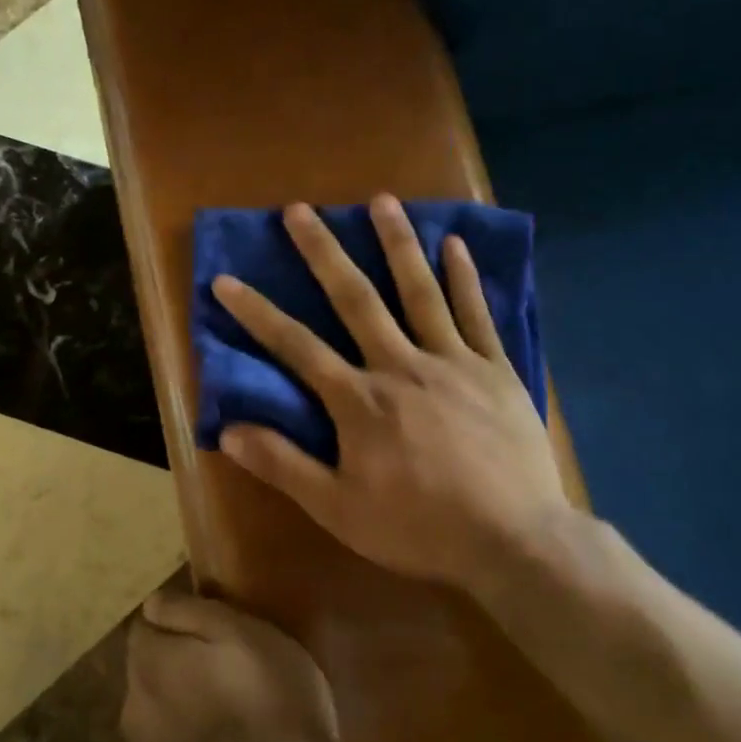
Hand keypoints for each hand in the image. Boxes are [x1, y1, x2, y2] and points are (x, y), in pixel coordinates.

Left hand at [122, 590, 337, 741]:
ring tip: (227, 715)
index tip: (211, 632)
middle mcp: (133, 705)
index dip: (176, 625)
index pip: (145, 627)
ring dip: (180, 708)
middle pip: (147, 671)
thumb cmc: (268, 698)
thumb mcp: (242, 631)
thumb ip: (190, 611)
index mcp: (148, 660)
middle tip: (224, 672)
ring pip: (157, 714)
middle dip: (174, 667)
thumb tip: (152, 602)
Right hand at [213, 196, 569, 595]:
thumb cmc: (419, 528)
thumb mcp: (339, 508)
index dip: (257, 313)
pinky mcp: (496, 370)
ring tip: (381, 201)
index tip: (226, 280)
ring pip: (419, 291)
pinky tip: (455, 244)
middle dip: (323, 252)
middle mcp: (400, 365)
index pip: (295, 346)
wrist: (514, 540)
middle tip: (300, 210)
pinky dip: (465, 277)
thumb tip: (229, 430)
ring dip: (397, 244)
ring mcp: (453, 362)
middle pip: (355, 299)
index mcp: (359, 400)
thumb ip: (284, 465)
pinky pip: (477, 313)